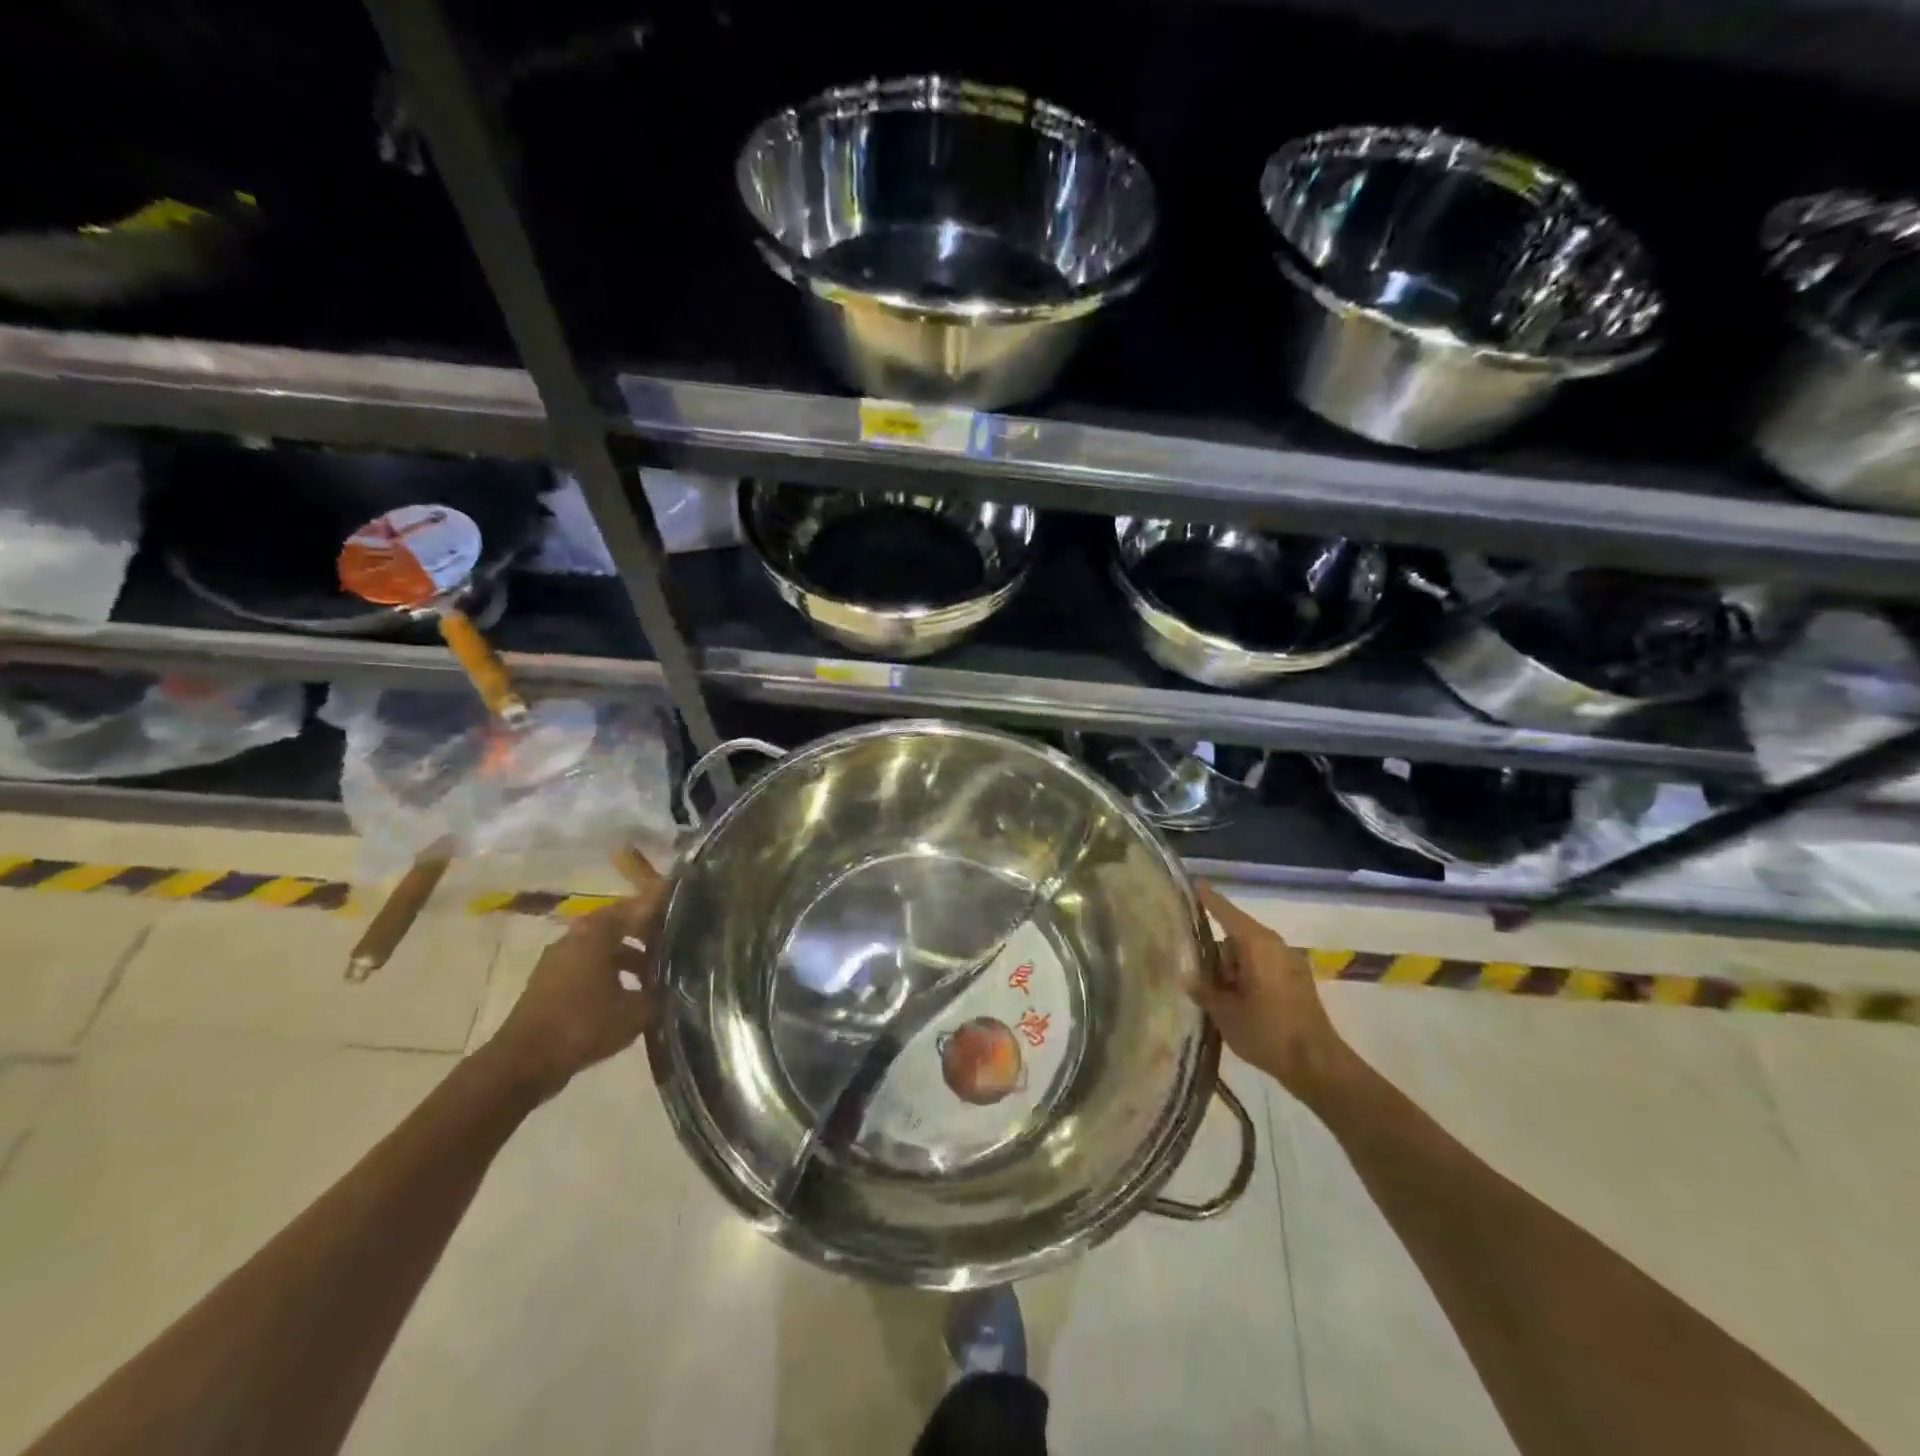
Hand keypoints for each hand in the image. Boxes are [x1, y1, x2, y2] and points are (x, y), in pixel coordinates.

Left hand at [488, 880, 666, 1101]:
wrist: (523, 1063)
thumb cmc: (584, 1024)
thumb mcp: (635, 1011)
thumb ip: (659, 994)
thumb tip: (675, 986)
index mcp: (596, 932)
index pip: (636, 907)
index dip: (660, 909)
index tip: (683, 913)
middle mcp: (574, 938)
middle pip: (617, 925)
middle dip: (645, 933)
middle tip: (672, 944)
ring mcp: (557, 961)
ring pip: (601, 947)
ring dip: (628, 955)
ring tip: (653, 974)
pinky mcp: (548, 984)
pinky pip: (587, 967)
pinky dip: (609, 972)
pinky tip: (626, 994)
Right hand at [1190, 881, 1353, 1103]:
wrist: (1317, 1065)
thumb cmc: (1267, 1032)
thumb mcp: (1224, 1012)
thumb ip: (1203, 989)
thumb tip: (1187, 976)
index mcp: (1256, 943)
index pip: (1224, 911)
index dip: (1206, 898)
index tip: (1192, 883)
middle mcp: (1274, 945)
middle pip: (1236, 934)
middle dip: (1216, 952)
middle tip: (1197, 975)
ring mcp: (1289, 962)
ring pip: (1250, 953)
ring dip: (1232, 968)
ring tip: (1217, 996)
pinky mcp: (1297, 981)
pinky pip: (1263, 966)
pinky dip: (1248, 976)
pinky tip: (1238, 1001)